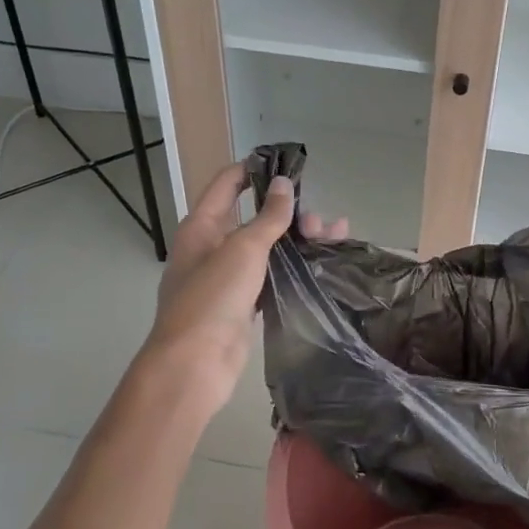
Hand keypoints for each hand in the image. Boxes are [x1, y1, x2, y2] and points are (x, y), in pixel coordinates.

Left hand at [139, 162, 347, 414]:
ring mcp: (227, 278)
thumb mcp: (243, 249)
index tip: (287, 165)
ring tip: (333, 238)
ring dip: (297, 240)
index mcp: (201, 226)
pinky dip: (293, 268)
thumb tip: (283, 184)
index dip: (254, 170)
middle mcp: (212, 247)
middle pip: (253, 217)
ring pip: (266, 249)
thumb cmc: (213, 297)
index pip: (227, 184)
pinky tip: (320, 266)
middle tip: (320, 220)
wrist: (195, 364)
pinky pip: (271, 276)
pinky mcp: (242, 304)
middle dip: (289, 213)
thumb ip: (268, 217)